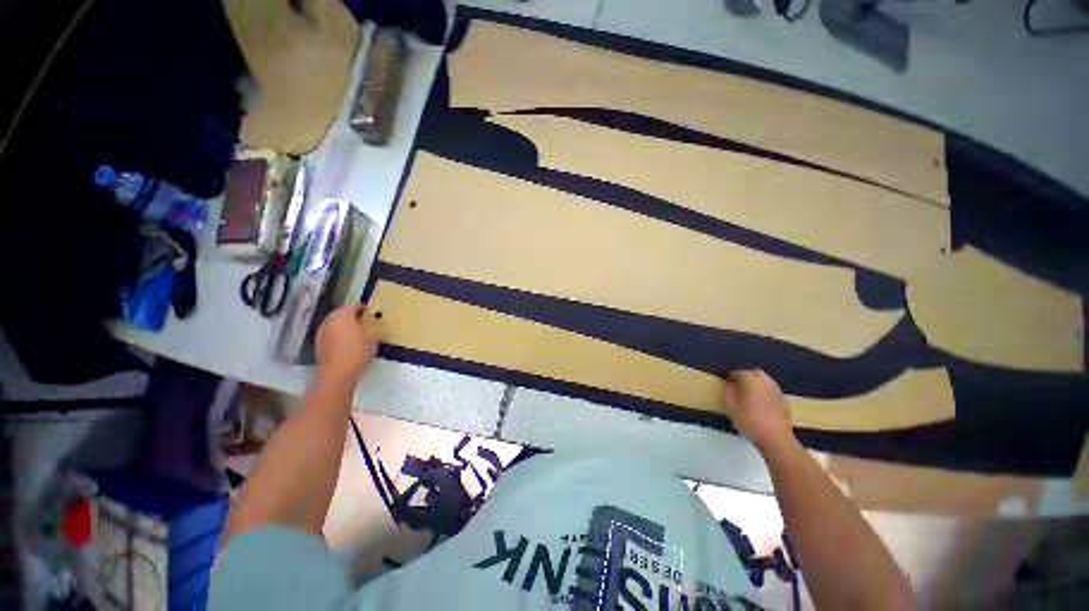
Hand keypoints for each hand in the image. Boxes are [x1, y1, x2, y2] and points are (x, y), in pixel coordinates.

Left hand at [315, 304, 378, 382]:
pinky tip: (347, 345)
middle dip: (352, 317)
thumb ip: (372, 323)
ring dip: (344, 327)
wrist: (337, 372)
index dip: (363, 308)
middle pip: (342, 314)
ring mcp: (321, 332)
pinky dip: (338, 336)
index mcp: (342, 314)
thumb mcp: (373, 335)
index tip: (372, 314)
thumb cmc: (358, 350)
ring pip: (335, 324)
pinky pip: (331, 335)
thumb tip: (370, 320)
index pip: (353, 305)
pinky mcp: (318, 344)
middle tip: (365, 324)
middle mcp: (329, 320)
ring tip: (356, 335)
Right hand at [721, 369, 794, 452]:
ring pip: (765, 380)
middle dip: (746, 375)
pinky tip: (760, 402)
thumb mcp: (731, 407)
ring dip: (757, 383)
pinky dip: (764, 391)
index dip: (732, 375)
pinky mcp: (784, 401)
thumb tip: (730, 384)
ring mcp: (777, 391)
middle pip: (755, 372)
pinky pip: (771, 390)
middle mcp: (766, 382)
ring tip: (749, 393)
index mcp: (751, 381)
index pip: (740, 372)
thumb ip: (729, 392)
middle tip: (738, 384)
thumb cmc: (749, 421)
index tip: (727, 381)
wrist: (775, 438)